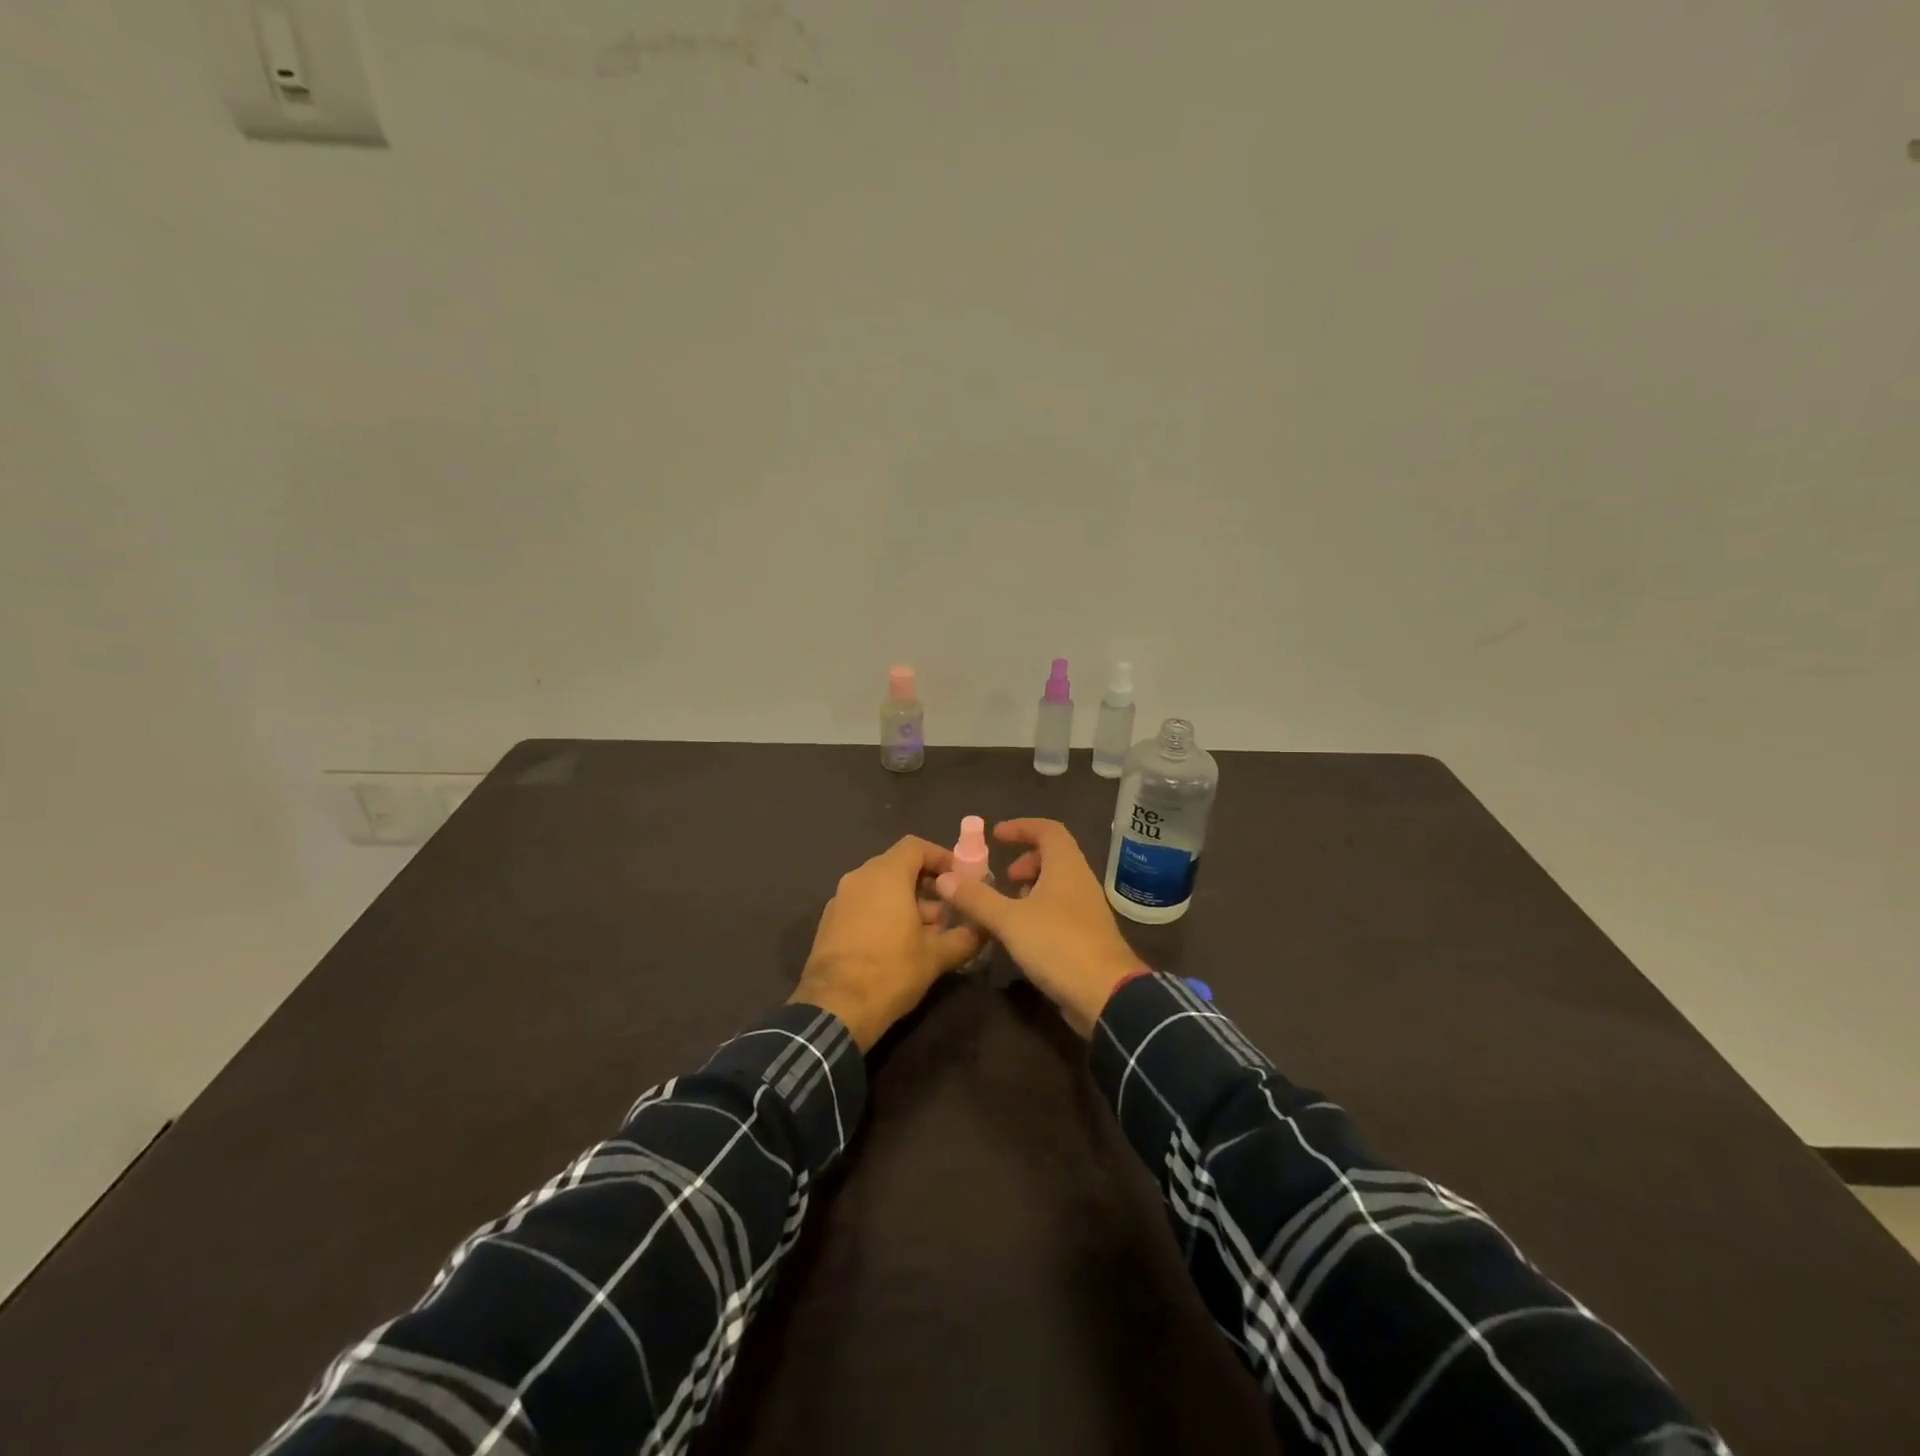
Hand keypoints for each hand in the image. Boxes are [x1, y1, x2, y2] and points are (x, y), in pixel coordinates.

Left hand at [792, 836, 982, 1049]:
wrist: (835, 1009)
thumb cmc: (891, 971)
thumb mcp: (936, 956)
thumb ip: (965, 937)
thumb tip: (984, 929)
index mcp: (885, 875)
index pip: (915, 846)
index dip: (940, 857)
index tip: (960, 878)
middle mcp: (859, 878)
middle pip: (898, 866)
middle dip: (926, 884)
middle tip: (949, 909)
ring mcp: (840, 899)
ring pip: (880, 887)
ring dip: (906, 901)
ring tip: (928, 932)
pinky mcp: (829, 922)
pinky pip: (863, 904)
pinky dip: (884, 913)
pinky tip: (899, 944)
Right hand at [935, 818, 1145, 1036]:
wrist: (1106, 994)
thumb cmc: (1058, 945)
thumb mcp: (1009, 921)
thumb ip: (977, 899)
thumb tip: (945, 878)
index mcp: (1066, 866)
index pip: (1048, 829)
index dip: (1021, 827)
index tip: (996, 836)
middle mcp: (1081, 881)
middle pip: (1054, 856)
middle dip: (1026, 860)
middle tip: (1004, 877)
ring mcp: (1088, 909)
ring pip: (1058, 884)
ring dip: (1032, 887)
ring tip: (1008, 906)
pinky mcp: (1088, 935)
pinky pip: (1061, 908)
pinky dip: (1040, 909)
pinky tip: (1023, 933)